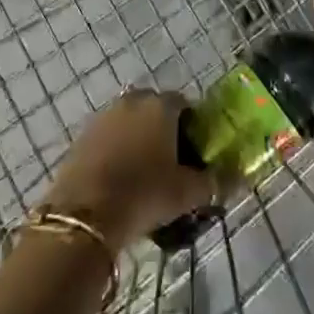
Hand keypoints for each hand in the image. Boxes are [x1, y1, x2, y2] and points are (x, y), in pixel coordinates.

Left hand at [40, 90, 214, 249]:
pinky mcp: (82, 135)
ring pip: (129, 123)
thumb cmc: (144, 193)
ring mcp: (104, 115)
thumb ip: (212, 182)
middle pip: (155, 110)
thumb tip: (230, 177)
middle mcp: (133, 100)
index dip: (192, 127)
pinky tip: (119, 180)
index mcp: (161, 105)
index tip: (194, 154)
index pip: (184, 104)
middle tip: (170, 164)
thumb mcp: (186, 194)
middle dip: (163, 131)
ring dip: (137, 140)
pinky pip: (108, 138)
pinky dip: (116, 151)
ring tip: (143, 175)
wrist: (85, 213)